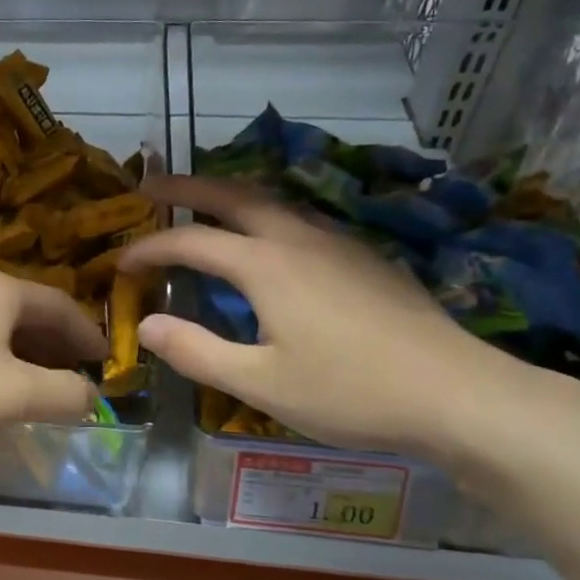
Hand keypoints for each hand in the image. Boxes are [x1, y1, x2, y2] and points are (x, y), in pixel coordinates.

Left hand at [0, 270, 106, 441]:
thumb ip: (65, 395)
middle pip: (27, 310)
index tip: (104, 360)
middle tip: (74, 372)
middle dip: (55, 342)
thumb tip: (90, 396)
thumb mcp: (16, 395)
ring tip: (35, 379)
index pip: (60, 305)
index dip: (87, 334)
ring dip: (22, 348)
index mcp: (1, 290)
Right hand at [118, 175, 509, 457]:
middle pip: (234, 196)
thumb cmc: (351, 392)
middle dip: (186, 187)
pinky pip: (300, 220)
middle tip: (150, 185)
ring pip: (272, 202)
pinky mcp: (366, 258)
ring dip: (229, 197)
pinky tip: (269, 244)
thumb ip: (198, 352)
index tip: (120, 261)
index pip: (192, 241)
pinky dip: (264, 216)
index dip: (150, 248)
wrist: (459, 393)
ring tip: (203, 206)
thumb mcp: (261, 384)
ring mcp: (338, 243)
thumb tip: (147, 325)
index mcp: (267, 265)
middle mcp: (299, 239)